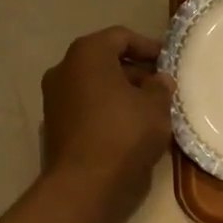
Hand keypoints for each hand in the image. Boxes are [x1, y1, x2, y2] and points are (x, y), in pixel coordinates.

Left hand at [41, 26, 174, 214]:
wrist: (86, 185)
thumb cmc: (124, 133)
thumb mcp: (156, 106)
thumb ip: (160, 87)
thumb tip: (158, 81)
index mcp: (86, 54)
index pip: (120, 37)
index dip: (148, 46)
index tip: (168, 61)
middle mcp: (63, 70)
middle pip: (104, 62)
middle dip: (134, 72)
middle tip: (161, 87)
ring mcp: (54, 100)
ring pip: (94, 88)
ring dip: (120, 94)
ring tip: (150, 110)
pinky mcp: (55, 128)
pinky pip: (86, 110)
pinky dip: (107, 112)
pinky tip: (130, 129)